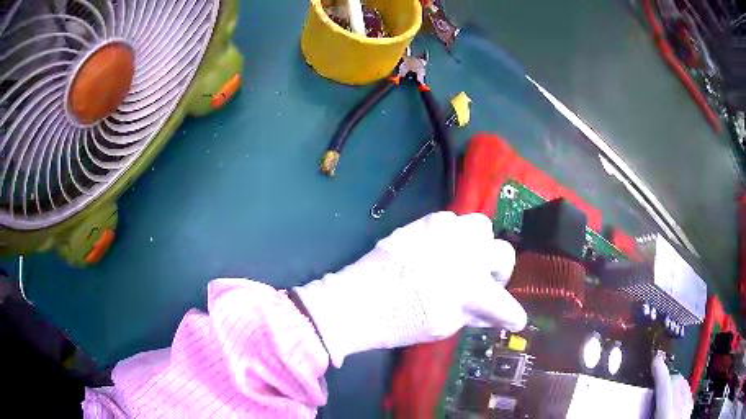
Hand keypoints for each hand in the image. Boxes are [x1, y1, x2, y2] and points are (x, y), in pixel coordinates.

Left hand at [294, 211, 526, 366]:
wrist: (357, 300)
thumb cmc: (400, 322)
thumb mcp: (444, 327)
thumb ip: (475, 314)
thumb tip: (493, 311)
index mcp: (473, 288)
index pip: (506, 304)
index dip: (513, 315)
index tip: (514, 319)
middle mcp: (467, 254)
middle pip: (504, 252)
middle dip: (500, 271)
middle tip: (486, 283)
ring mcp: (446, 232)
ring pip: (481, 227)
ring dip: (480, 246)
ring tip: (464, 261)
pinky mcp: (425, 222)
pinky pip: (452, 221)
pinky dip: (455, 235)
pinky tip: (441, 250)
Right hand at [651, 352, 693, 418]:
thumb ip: (646, 416)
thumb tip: (636, 405)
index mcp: (667, 415)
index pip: (665, 387)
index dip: (660, 372)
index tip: (656, 360)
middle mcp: (680, 409)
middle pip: (678, 384)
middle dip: (669, 381)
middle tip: (661, 381)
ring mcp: (686, 412)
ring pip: (686, 389)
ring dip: (678, 387)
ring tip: (672, 387)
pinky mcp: (688, 415)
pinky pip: (690, 399)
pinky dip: (686, 396)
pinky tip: (684, 398)